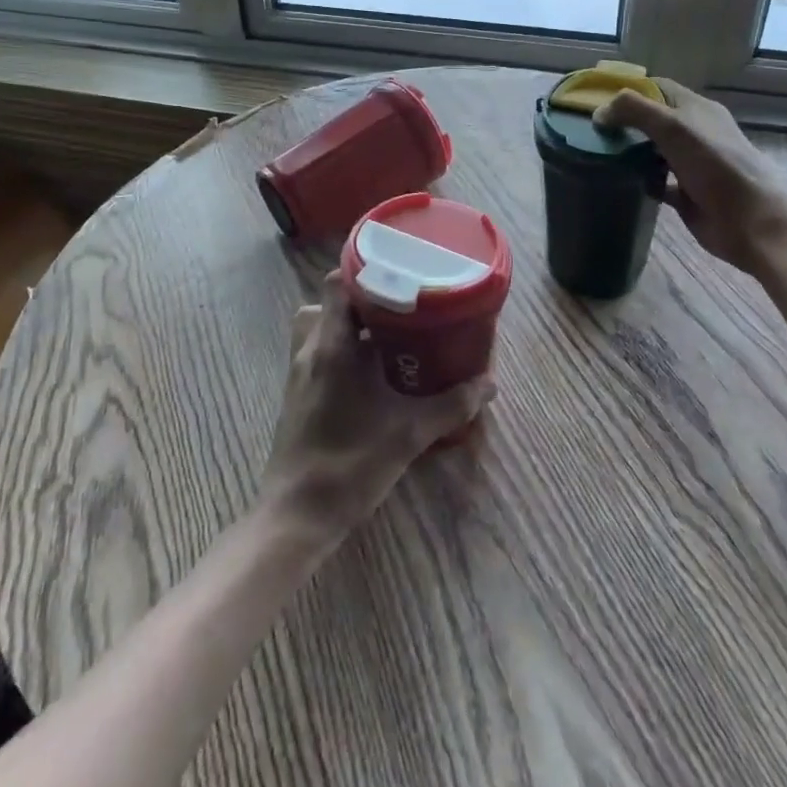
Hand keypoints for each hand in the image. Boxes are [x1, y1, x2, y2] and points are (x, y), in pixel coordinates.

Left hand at [257, 273, 495, 546]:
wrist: (297, 515)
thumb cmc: (350, 463)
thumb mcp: (409, 432)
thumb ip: (451, 405)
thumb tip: (489, 384)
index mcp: (332, 344)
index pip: (337, 283)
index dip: (364, 271)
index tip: (399, 275)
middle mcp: (310, 349)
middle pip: (330, 302)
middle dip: (363, 301)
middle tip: (400, 309)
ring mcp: (298, 372)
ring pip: (320, 328)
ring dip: (349, 327)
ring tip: (387, 339)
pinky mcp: (296, 394)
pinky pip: (317, 353)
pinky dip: (340, 351)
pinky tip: (371, 376)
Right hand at [593, 78, 786, 276]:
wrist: (753, 221)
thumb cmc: (716, 165)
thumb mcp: (674, 127)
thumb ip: (635, 112)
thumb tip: (599, 113)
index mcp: (695, 109)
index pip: (656, 88)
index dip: (627, 88)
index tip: (594, 98)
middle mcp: (693, 133)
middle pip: (652, 120)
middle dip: (623, 122)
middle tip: (587, 129)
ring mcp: (690, 165)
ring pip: (651, 151)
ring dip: (628, 152)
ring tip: (594, 153)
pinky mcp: (686, 195)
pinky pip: (655, 182)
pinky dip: (637, 181)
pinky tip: (616, 183)